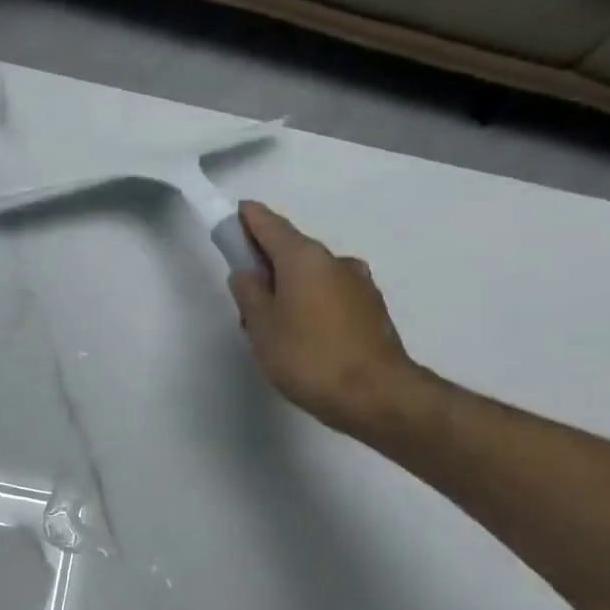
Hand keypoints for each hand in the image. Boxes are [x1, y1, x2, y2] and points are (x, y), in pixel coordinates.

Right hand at [228, 201, 430, 439]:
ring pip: (314, 277)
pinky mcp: (371, 310)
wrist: (374, 394)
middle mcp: (335, 261)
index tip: (236, 215)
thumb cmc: (307, 356)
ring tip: (276, 326)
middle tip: (247, 294)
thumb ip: (249, 294)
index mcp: (305, 258)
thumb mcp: (262, 327)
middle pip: (293, 252)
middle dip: (268, 264)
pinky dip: (313, 305)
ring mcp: (359, 285)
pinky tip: (305, 336)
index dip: (250, 219)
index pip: (271, 225)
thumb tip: (246, 273)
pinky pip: (331, 297)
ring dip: (292, 289)